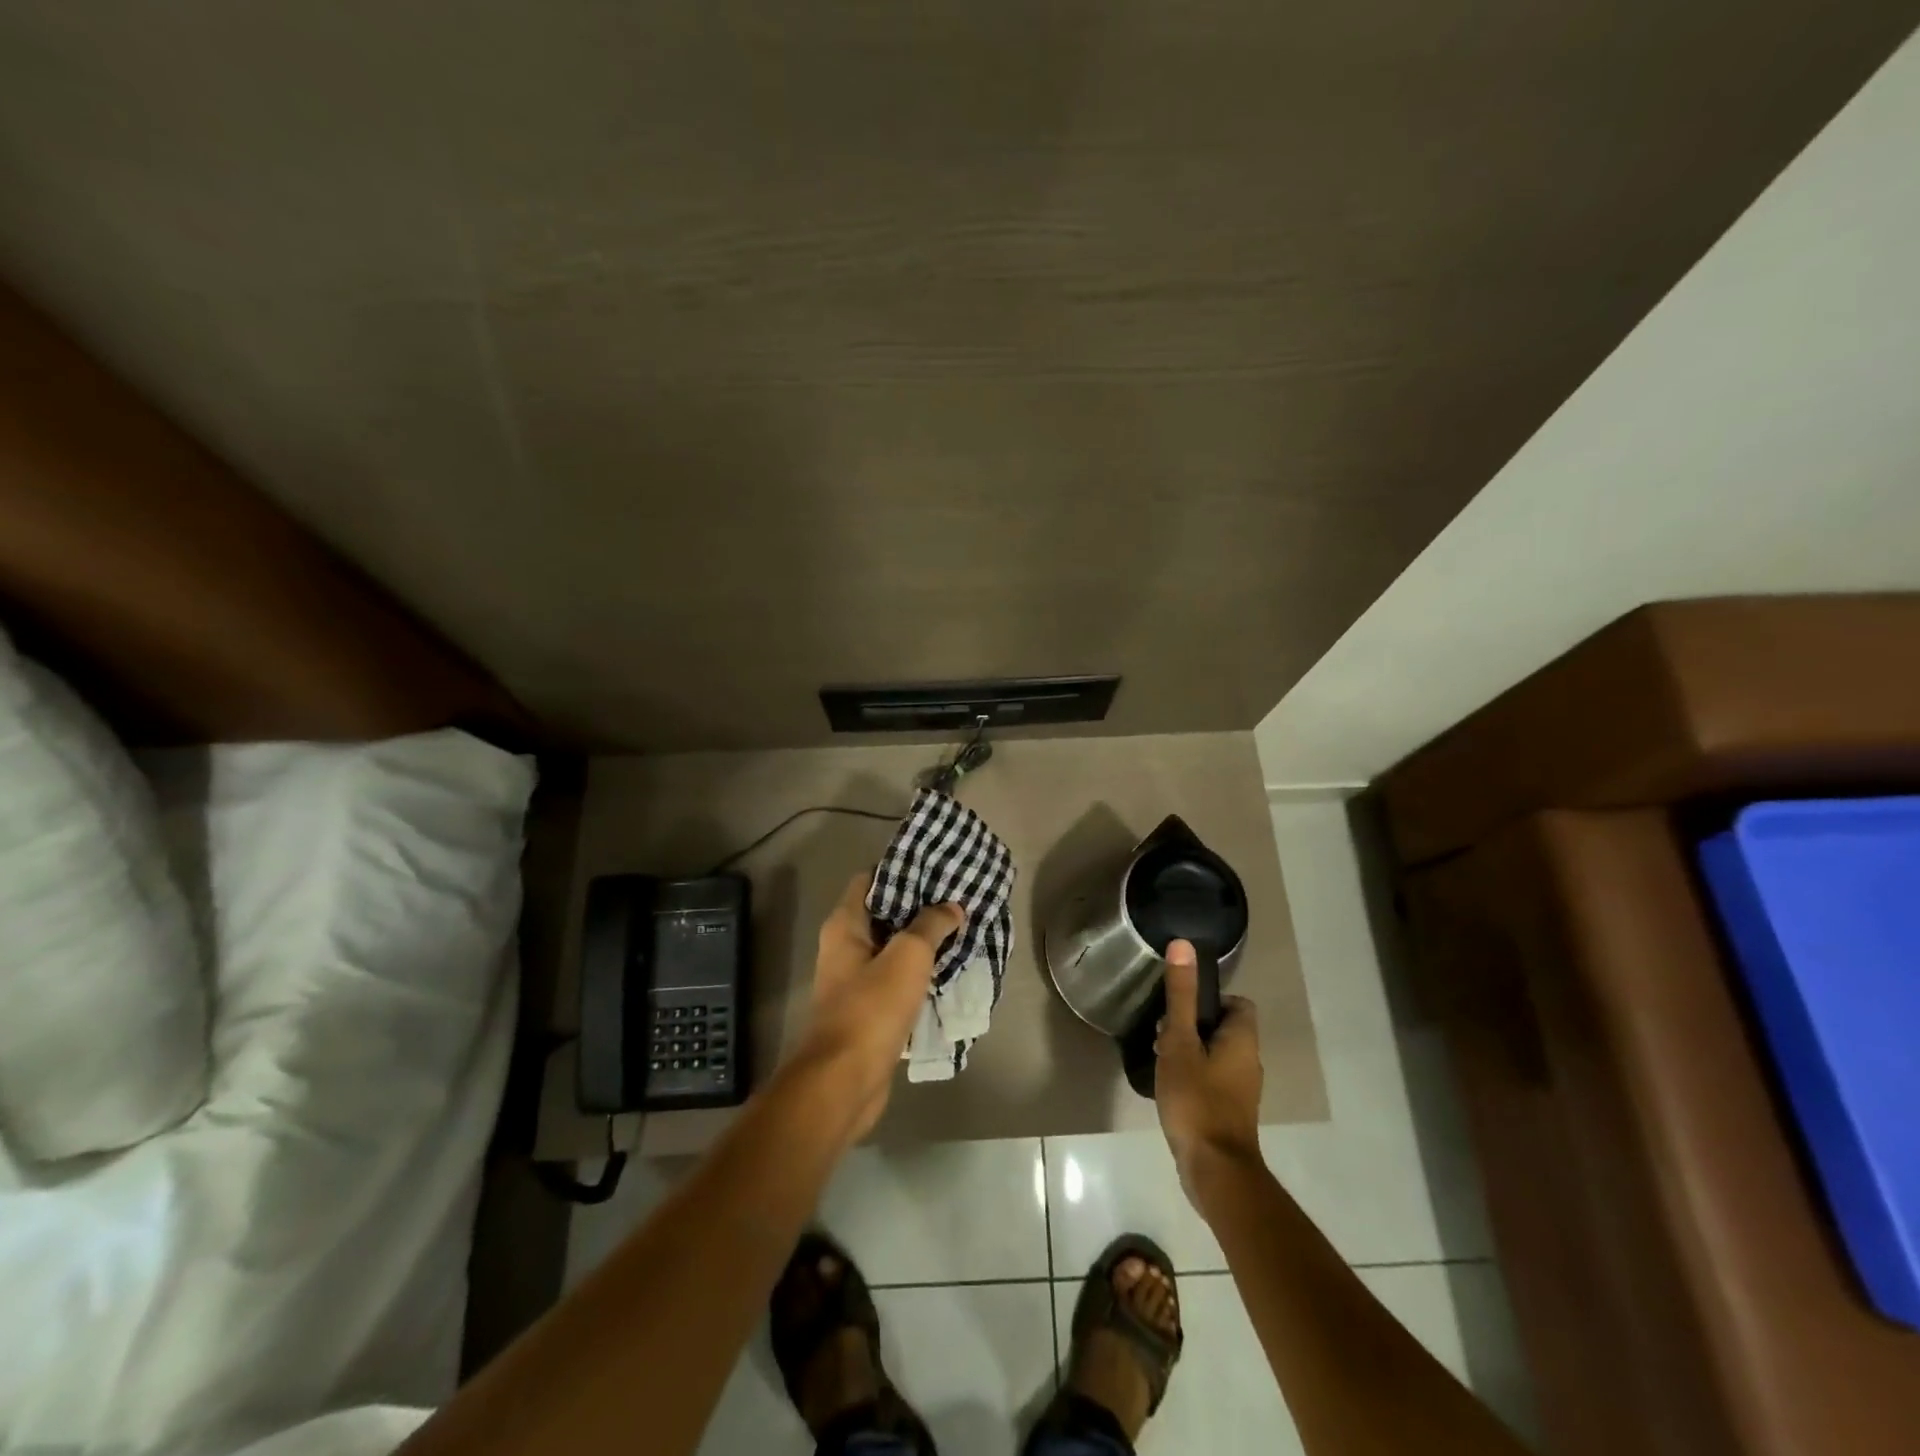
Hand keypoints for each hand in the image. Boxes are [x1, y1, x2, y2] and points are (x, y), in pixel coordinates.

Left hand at [793, 871, 963, 1143]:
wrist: (845, 1081)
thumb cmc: (871, 1008)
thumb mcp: (908, 956)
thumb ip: (931, 925)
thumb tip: (952, 906)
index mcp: (846, 926)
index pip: (871, 879)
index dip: (902, 870)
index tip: (937, 868)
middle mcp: (846, 947)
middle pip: (885, 914)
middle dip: (921, 906)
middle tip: (959, 898)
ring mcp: (857, 980)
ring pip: (895, 949)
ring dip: (924, 942)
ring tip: (962, 930)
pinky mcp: (870, 1009)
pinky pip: (899, 980)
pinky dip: (921, 973)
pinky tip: (951, 970)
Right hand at [1154, 940, 1262, 1209]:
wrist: (1215, 1170)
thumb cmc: (1197, 1099)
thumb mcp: (1180, 1042)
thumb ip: (1180, 996)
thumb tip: (1183, 944)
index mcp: (1243, 1040)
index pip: (1238, 1003)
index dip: (1211, 998)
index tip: (1181, 1005)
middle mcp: (1249, 1062)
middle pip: (1224, 1028)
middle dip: (1193, 1025)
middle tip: (1163, 1031)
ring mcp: (1242, 1091)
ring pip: (1217, 1055)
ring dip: (1191, 1051)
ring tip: (1160, 1057)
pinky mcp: (1230, 1113)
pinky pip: (1213, 1080)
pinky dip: (1194, 1076)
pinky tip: (1169, 1086)